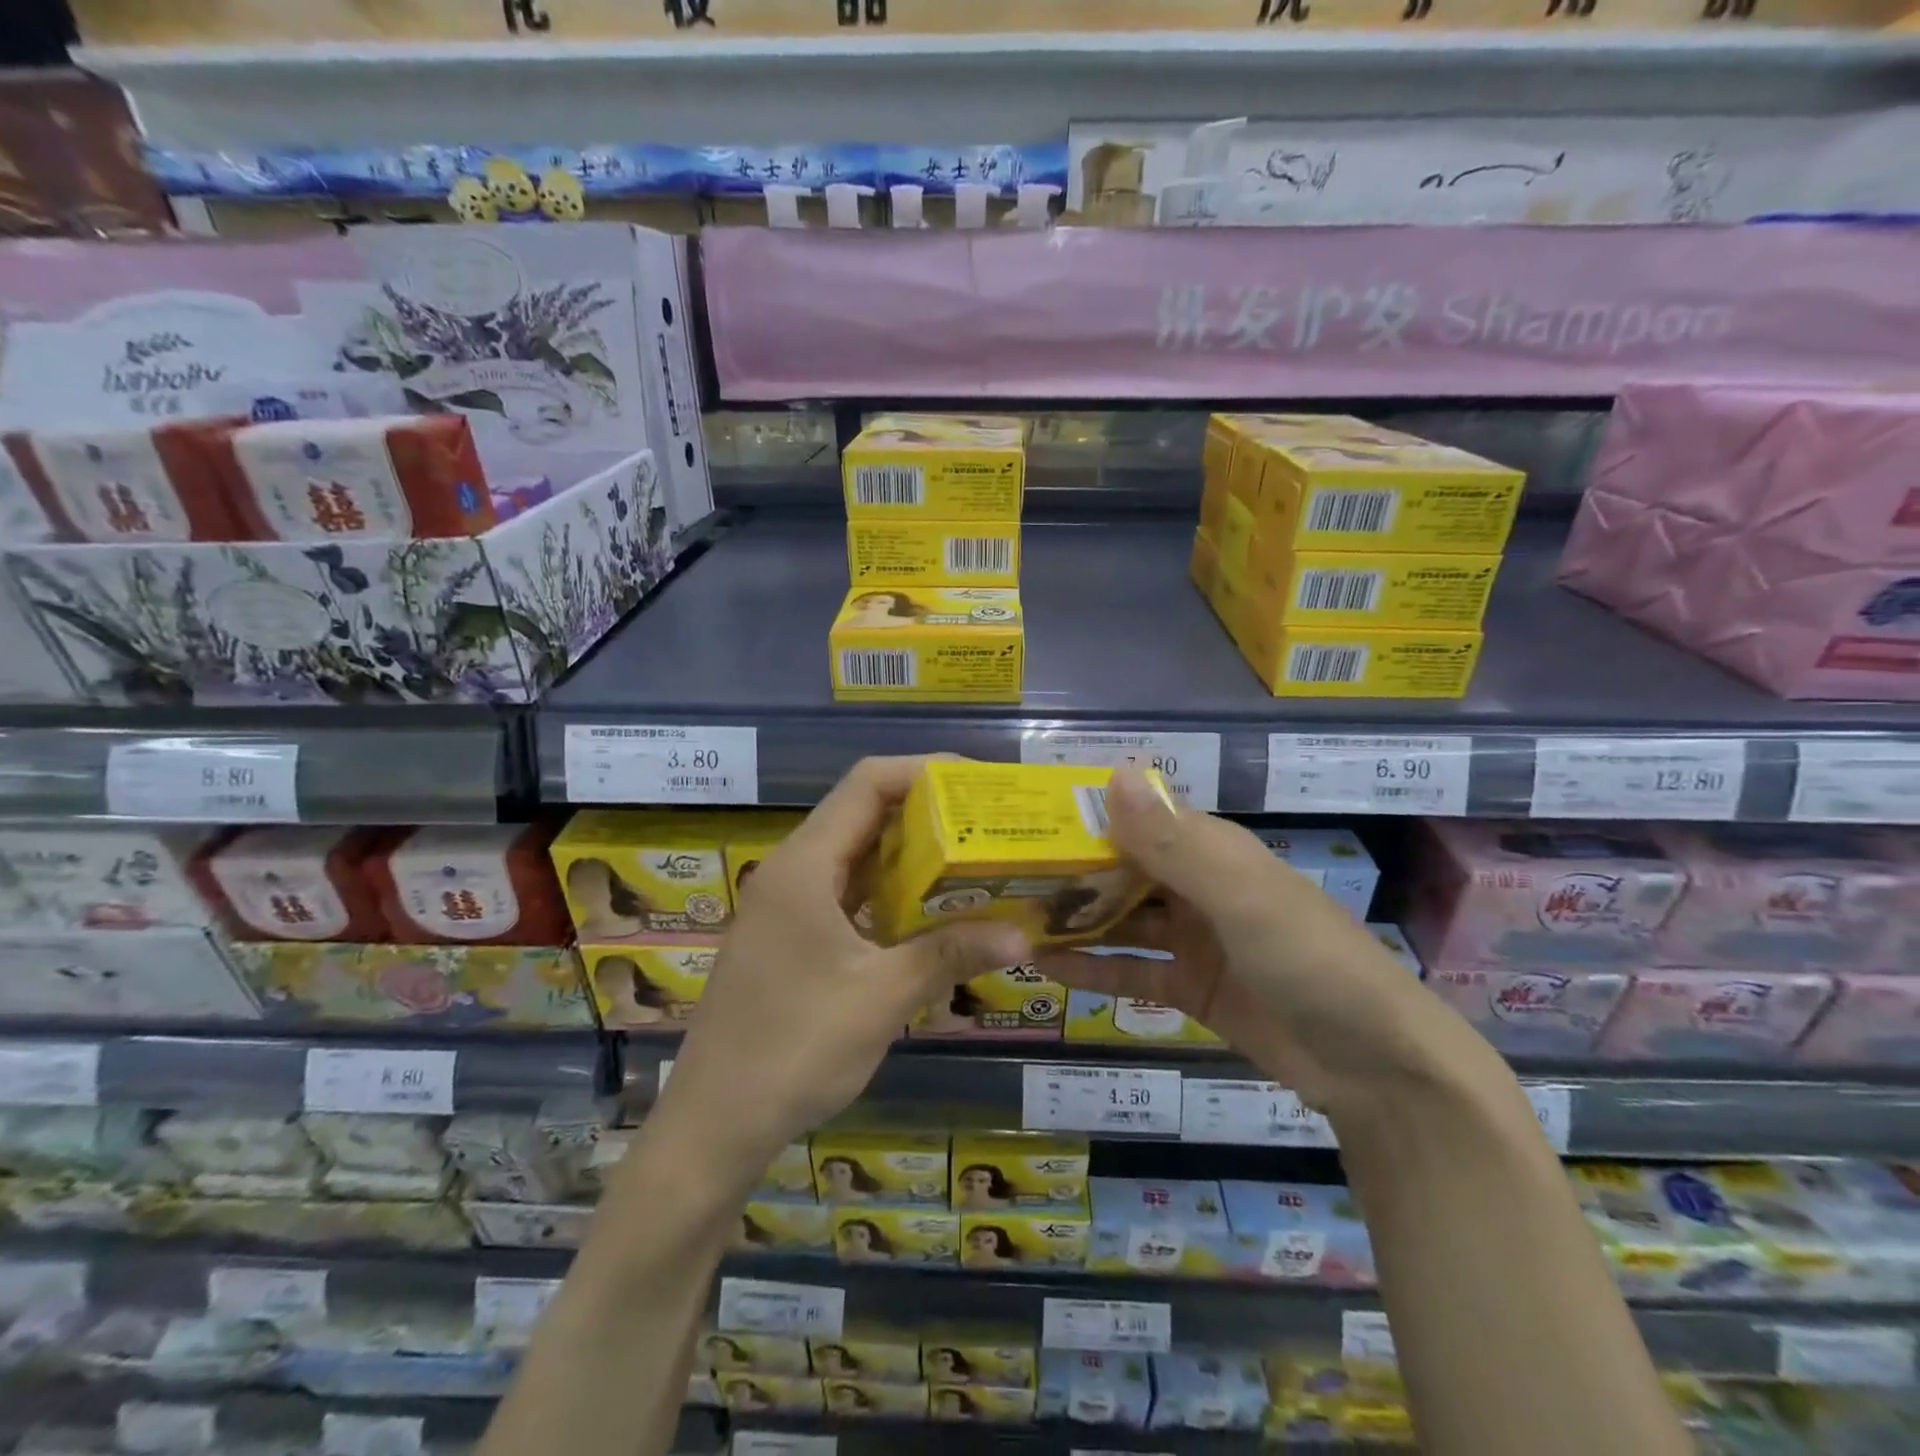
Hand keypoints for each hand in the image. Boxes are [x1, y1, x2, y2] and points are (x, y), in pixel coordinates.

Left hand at [658, 757, 1028, 1181]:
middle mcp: (791, 871)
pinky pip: (845, 892)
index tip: (979, 783)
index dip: (924, 770)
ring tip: (970, 858)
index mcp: (805, 866)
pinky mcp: (788, 936)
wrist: (713, 1124)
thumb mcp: (882, 998)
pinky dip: (887, 890)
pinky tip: (928, 912)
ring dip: (909, 853)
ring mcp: (786, 905)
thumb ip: (950, 954)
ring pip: (855, 854)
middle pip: (862, 812)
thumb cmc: (794, 1050)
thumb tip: (1022, 934)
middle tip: (986, 822)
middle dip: (926, 811)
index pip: (867, 784)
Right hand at [1035, 767, 1494, 1121]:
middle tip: (1004, 876)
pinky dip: (1093, 969)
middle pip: (1123, 869)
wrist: (1377, 1067)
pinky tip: (1045, 967)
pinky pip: (1132, 972)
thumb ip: (1173, 844)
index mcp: (1213, 850)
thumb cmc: (1309, 960)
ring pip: (1121, 920)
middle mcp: (1199, 886)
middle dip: (1070, 872)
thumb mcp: (1241, 898)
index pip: (1137, 818)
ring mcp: (1194, 939)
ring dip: (1075, 920)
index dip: (1084, 817)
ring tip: (1014, 918)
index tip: (1025, 821)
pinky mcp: (1191, 988)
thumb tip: (1111, 774)